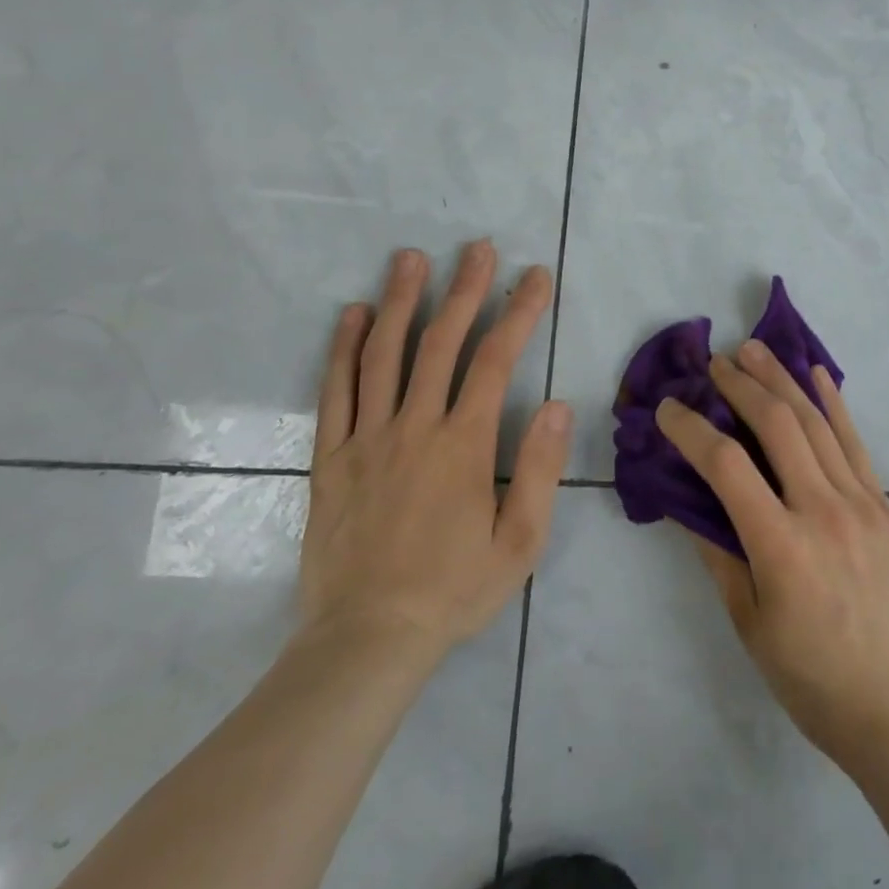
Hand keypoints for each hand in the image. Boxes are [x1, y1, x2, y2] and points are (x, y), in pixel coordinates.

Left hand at [298, 241, 571, 662]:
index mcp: (463, 445)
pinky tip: (353, 315)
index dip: (518, 312)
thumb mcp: (518, 542)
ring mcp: (367, 439)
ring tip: (411, 258)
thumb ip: (538, 470)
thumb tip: (557, 405)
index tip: (535, 276)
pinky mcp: (331, 458)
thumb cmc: (452, 590)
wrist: (365, 641)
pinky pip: (336, 393)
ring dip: (401, 302)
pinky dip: (344, 349)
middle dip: (464, 289)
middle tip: (477, 247)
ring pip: (384, 356)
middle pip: (440, 343)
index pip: (496, 361)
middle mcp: (414, 428)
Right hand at [654, 343, 888, 772]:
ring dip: (782, 380)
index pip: (726, 466)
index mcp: (780, 546)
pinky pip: (855, 442)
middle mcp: (822, 510)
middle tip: (715, 361)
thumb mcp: (749, 623)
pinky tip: (816, 373)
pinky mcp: (885, 504)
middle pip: (777, 425)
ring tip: (754, 349)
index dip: (691, 429)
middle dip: (741, 386)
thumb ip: (718, 553)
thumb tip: (686, 501)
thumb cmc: (811, 676)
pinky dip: (834, 403)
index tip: (668, 408)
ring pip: (816, 423)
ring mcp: (860, 502)